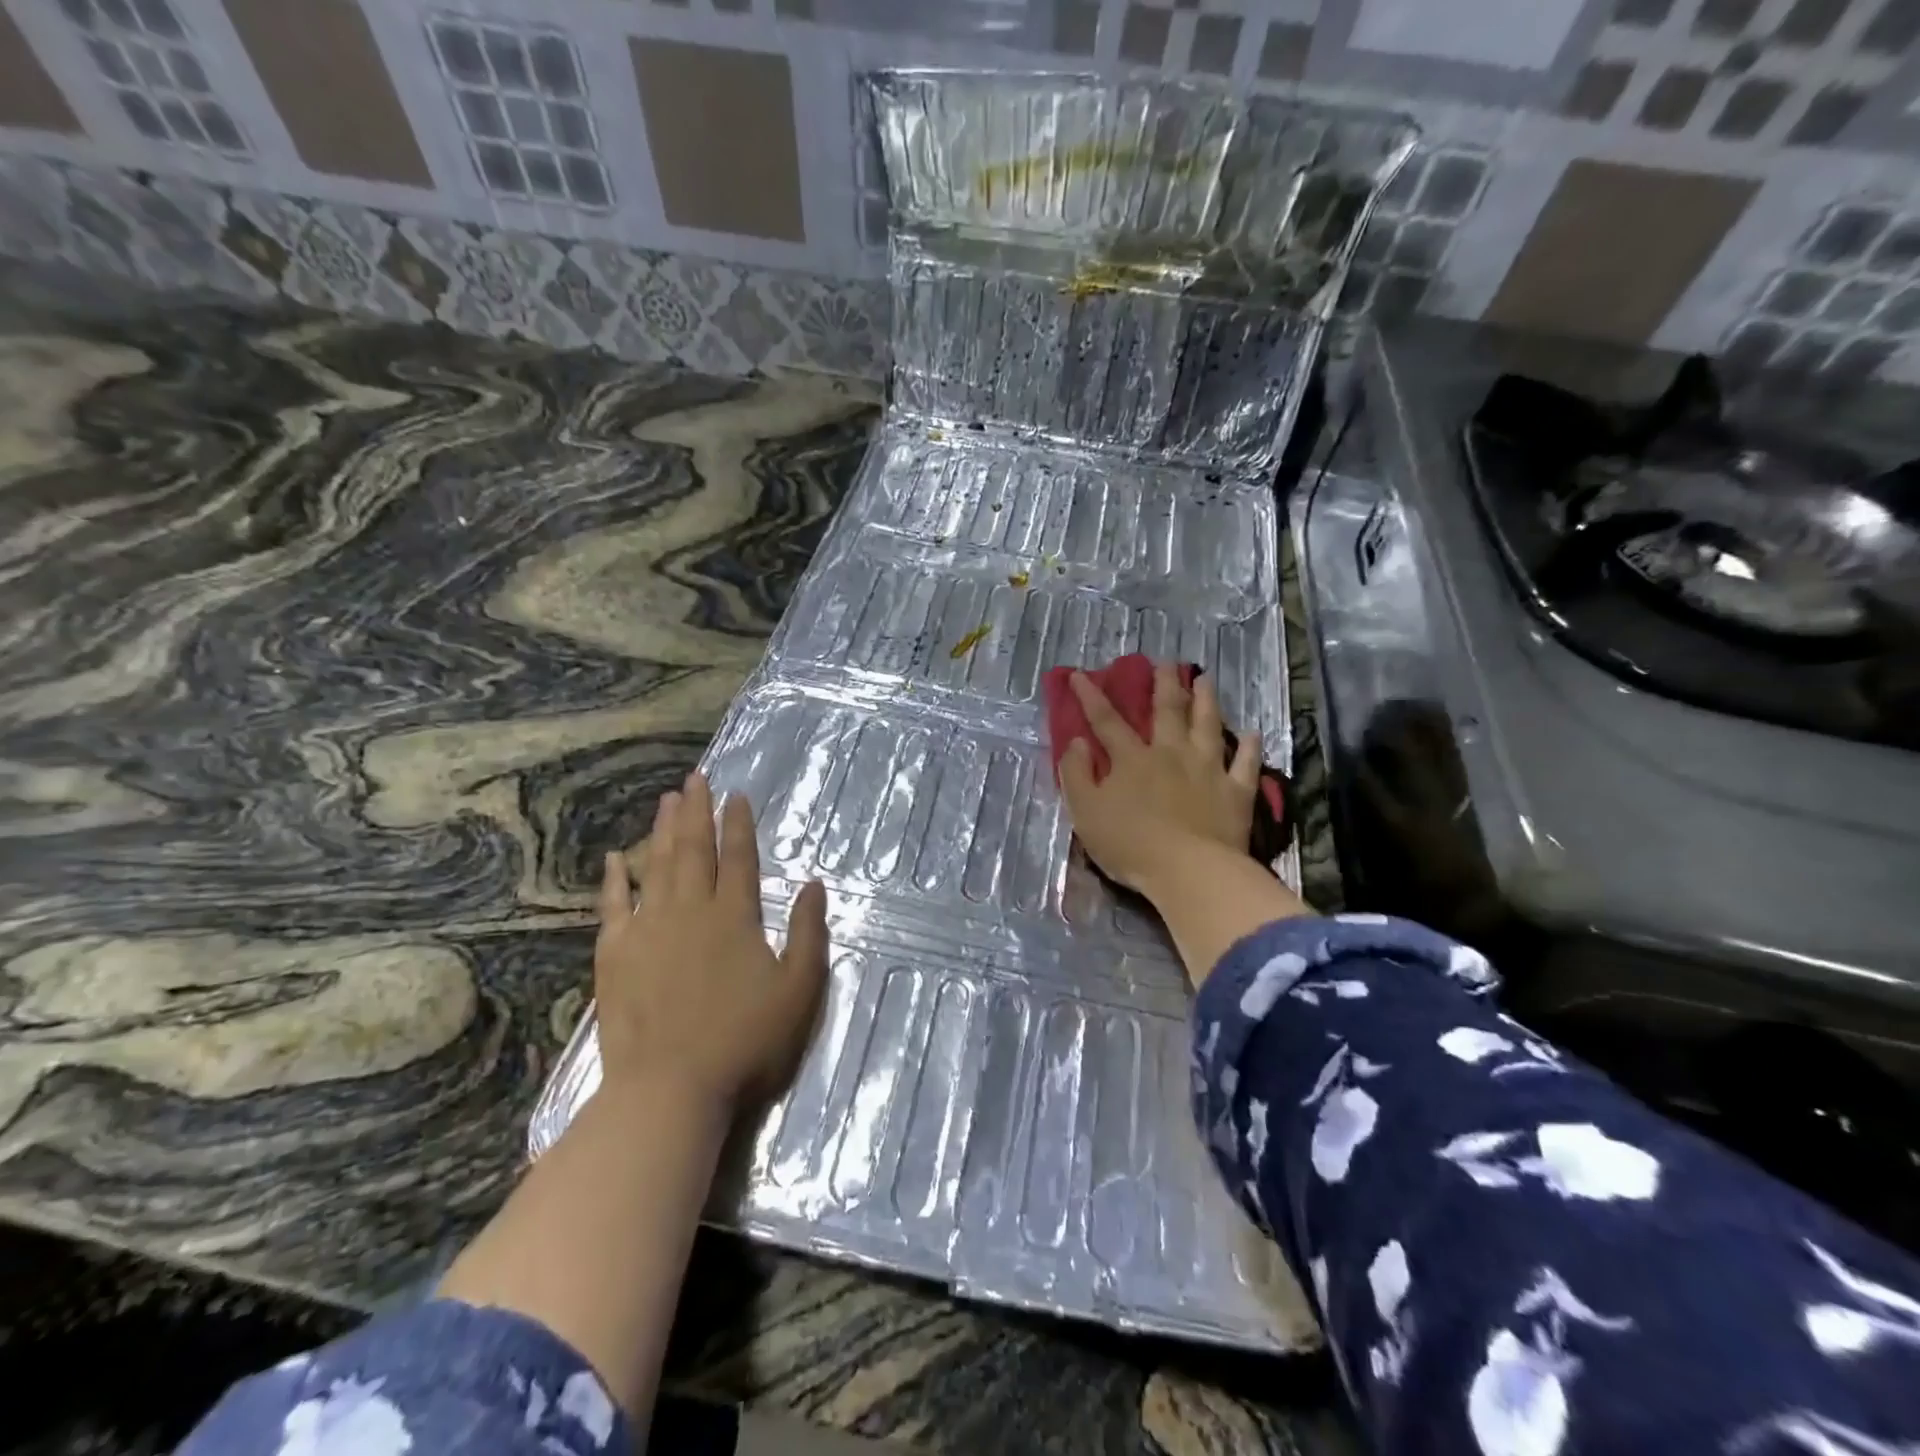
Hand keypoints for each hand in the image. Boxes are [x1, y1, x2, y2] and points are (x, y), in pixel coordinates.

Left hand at [594, 771, 828, 1115]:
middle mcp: (690, 911)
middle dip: (696, 812)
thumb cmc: (744, 1042)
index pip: (738, 858)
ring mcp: (648, 931)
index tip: (736, 794)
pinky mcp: (615, 955)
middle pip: (693, 850)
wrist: (669, 1090)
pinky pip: (613, 905)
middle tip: (694, 779)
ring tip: (666, 800)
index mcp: (735, 917)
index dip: (738, 824)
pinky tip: (616, 857)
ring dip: (662, 831)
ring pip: (656, 867)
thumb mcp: (799, 991)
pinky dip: (615, 879)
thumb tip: (814, 884)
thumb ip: (809, 934)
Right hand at [1058, 663, 1262, 896]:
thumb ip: (1075, 774)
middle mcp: (1171, 754)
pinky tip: (1252, 733)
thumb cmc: (1130, 844)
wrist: (1189, 871)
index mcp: (1132, 759)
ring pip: (1208, 726)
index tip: (1080, 674)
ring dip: (1206, 700)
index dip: (1091, 697)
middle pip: (1167, 711)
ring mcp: (1208, 770)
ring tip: (1206, 679)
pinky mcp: (1235, 792)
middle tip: (1166, 662)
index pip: (1106, 721)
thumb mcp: (1086, 812)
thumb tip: (1076, 742)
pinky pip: (1246, 764)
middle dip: (1163, 684)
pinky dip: (1249, 747)